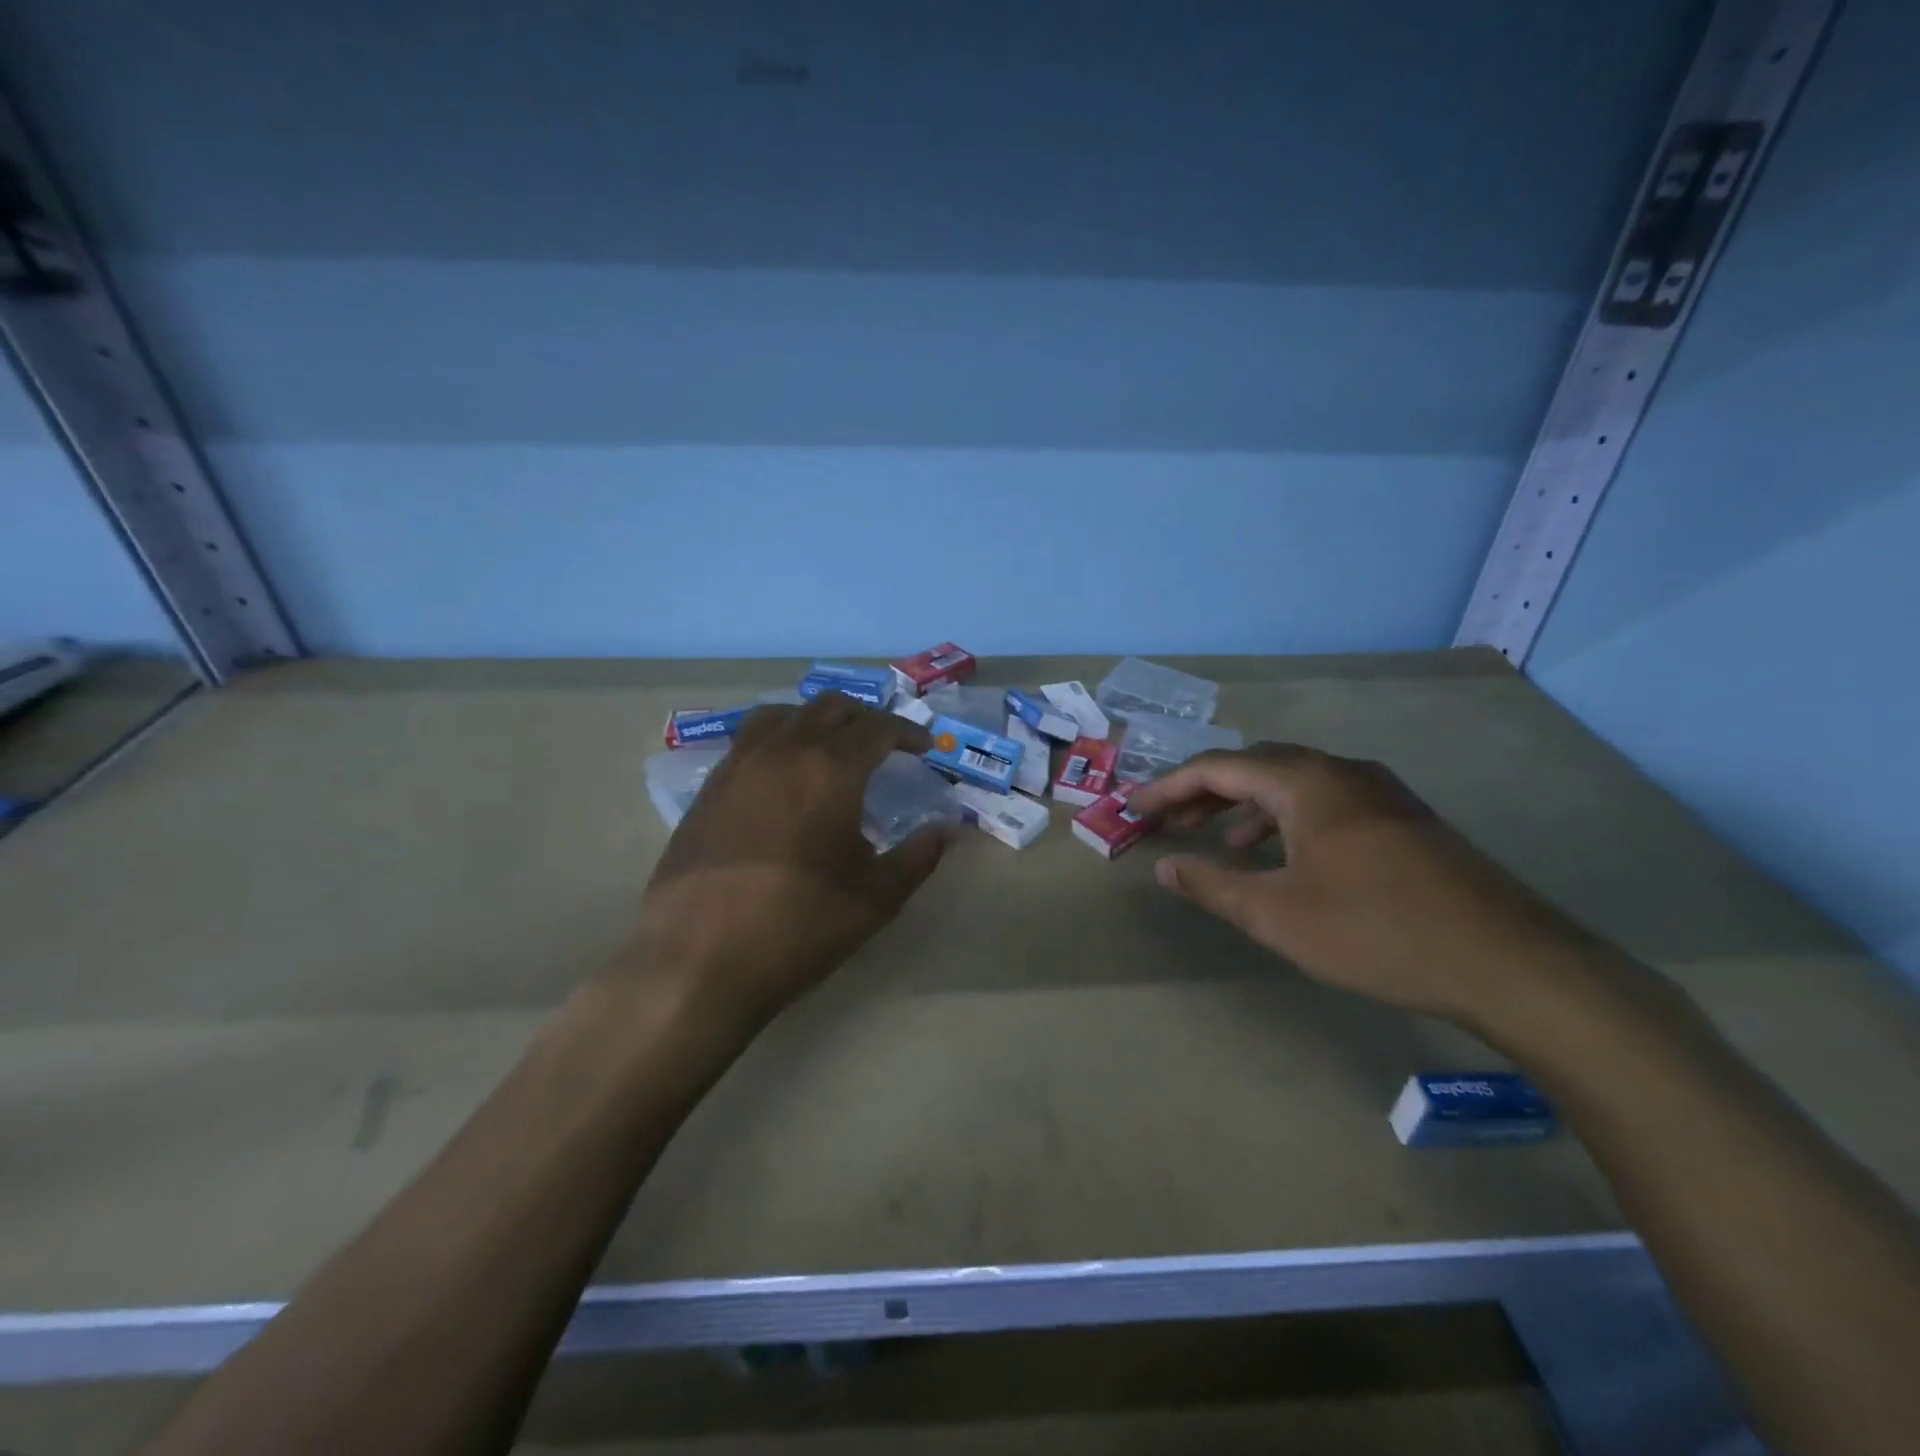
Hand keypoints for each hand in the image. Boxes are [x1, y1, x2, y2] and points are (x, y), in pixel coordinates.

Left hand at [627, 695, 952, 1030]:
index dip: (907, 732)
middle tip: (884, 745)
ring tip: (831, 747)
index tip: (923, 747)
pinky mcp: (709, 787)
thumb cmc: (798, 926)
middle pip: (830, 708)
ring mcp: (739, 765)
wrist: (698, 960)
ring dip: (816, 720)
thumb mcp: (875, 898)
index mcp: (830, 770)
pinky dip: (778, 738)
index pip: (878, 728)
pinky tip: (783, 774)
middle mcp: (783, 751)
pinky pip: (749, 739)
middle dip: (865, 718)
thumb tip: (946, 830)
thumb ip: (918, 857)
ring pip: (784, 714)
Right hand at [1129, 743, 1596, 1027]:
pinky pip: (1326, 803)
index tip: (1135, 810)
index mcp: (1306, 781)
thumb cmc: (1376, 931)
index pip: (1218, 768)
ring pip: (1294, 784)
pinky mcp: (1404, 820)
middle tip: (1170, 821)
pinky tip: (1285, 858)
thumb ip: (1213, 885)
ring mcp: (1380, 793)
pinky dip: (1288, 820)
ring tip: (1220, 841)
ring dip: (1248, 806)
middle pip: (1256, 766)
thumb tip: (1165, 867)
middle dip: (1206, 791)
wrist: (1509, 962)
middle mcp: (1342, 772)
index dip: (1169, 787)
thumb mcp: (1277, 915)